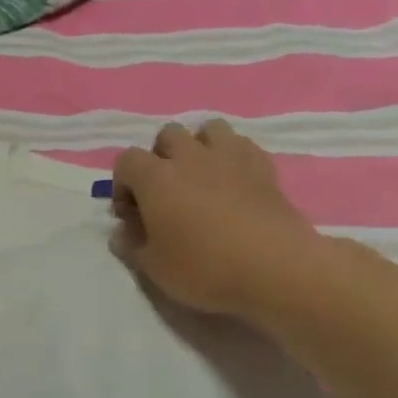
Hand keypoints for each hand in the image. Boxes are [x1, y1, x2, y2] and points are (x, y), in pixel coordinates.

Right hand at [111, 121, 319, 320]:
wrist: (276, 269)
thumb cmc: (205, 268)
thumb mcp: (154, 267)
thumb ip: (132, 245)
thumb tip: (121, 232)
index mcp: (155, 178)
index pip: (126, 160)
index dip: (123, 184)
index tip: (131, 214)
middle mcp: (190, 157)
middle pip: (167, 135)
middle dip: (161, 157)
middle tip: (166, 192)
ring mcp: (230, 157)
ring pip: (209, 129)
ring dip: (200, 146)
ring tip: (202, 177)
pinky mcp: (264, 167)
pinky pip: (243, 145)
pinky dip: (234, 156)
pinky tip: (235, 181)